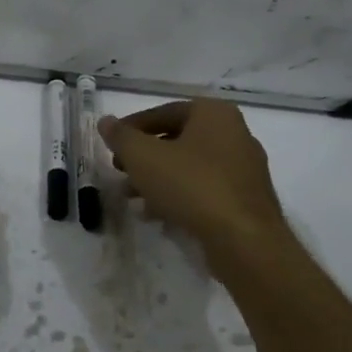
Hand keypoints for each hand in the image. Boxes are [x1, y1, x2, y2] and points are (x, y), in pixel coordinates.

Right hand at [99, 99, 288, 264]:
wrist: (244, 240)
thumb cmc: (192, 186)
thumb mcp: (144, 157)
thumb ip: (121, 136)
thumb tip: (105, 121)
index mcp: (214, 113)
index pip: (163, 112)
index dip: (132, 128)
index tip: (112, 146)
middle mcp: (235, 133)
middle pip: (177, 139)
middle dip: (144, 157)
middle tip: (120, 171)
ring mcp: (244, 167)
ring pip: (190, 166)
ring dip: (158, 179)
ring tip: (132, 197)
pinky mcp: (247, 199)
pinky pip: (205, 189)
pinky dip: (180, 196)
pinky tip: (157, 214)